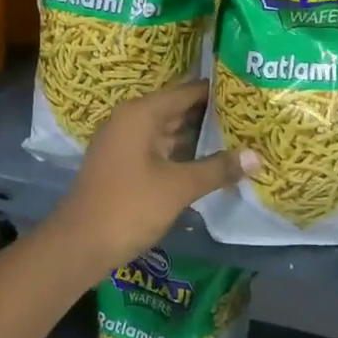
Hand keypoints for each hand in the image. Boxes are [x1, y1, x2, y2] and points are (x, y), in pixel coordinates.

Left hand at [48, 80, 256, 274]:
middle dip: (213, 115)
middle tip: (252, 116)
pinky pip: (160, 149)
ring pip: (170, 131)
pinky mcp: (124, 164)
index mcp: (141, 114)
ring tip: (240, 135)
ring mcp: (125, 143)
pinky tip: (211, 161)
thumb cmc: (129, 207)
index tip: (251, 93)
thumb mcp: (179, 187)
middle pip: (179, 108)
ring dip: (200, 136)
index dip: (219, 92)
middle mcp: (131, 120)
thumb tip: (257, 156)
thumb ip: (218, 169)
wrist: (79, 245)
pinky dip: (184, 152)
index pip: (188, 91)